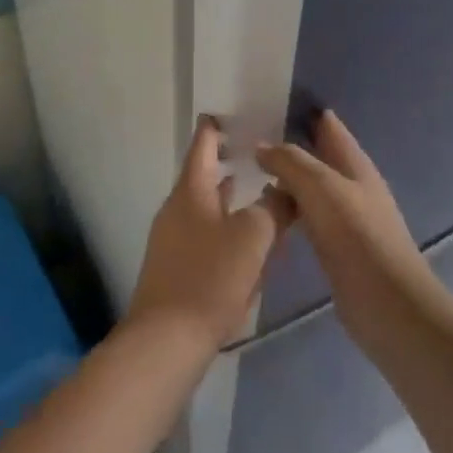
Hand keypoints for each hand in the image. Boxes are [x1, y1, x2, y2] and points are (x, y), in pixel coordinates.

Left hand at [126, 117, 294, 352]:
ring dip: (231, 199)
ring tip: (257, 192)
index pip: (203, 145)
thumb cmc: (211, 277)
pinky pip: (206, 236)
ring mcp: (173, 240)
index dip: (215, 127)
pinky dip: (227, 228)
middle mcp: (177, 209)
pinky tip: (248, 244)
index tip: (231, 113)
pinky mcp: (177, 268)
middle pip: (204, 177)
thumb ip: (274, 207)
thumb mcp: (253, 236)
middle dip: (229, 164)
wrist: (167, 339)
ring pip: (207, 208)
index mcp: (190, 192)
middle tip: (257, 154)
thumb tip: (285, 190)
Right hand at [256, 110, 425, 303]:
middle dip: (288, 144)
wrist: (386, 302)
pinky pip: (308, 215)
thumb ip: (291, 162)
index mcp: (355, 164)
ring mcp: (346, 217)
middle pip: (318, 155)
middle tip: (246, 138)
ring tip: (248, 169)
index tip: (265, 104)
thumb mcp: (321, 187)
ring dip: (286, 177)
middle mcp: (352, 185)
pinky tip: (267, 211)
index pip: (328, 125)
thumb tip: (261, 145)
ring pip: (310, 186)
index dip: (301, 112)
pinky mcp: (337, 246)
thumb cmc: (357, 236)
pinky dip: (289, 207)